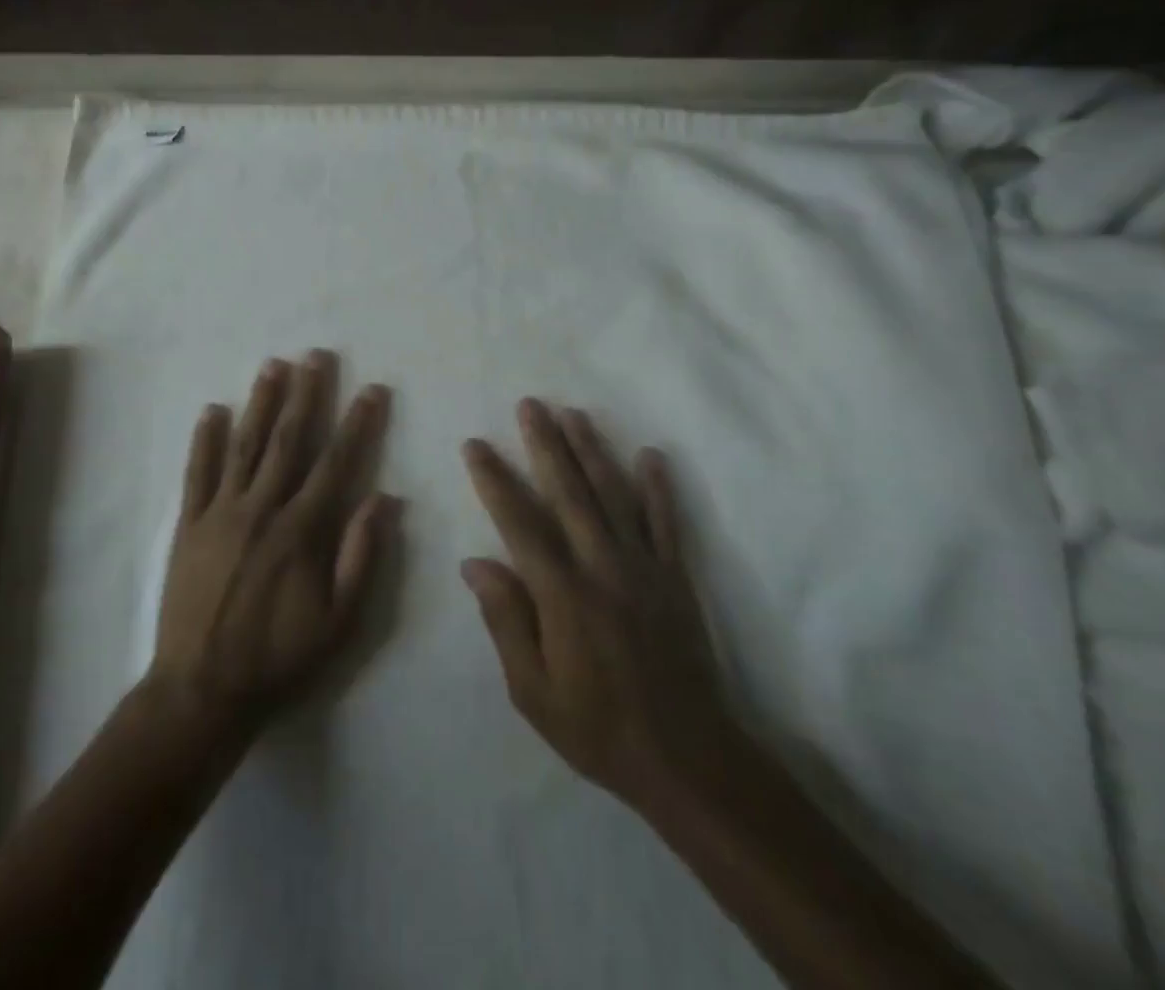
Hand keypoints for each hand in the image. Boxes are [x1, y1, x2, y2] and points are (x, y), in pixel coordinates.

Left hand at [151, 351, 396, 735]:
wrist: (202, 690)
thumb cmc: (279, 656)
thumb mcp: (338, 620)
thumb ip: (361, 555)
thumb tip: (385, 497)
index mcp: (301, 529)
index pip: (336, 462)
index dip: (357, 423)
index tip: (372, 390)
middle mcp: (261, 508)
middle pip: (287, 440)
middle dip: (306, 394)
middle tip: (316, 356)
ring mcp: (220, 513)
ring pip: (243, 445)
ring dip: (260, 403)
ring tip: (273, 365)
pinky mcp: (188, 525)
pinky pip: (197, 474)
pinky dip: (204, 440)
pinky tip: (211, 410)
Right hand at [460, 400, 738, 812]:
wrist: (688, 761)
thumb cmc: (598, 729)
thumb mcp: (533, 691)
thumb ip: (505, 621)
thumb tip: (475, 562)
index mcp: (562, 593)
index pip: (519, 522)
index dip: (494, 480)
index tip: (475, 445)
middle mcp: (602, 566)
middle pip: (569, 492)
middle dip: (546, 444)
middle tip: (530, 404)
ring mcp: (643, 567)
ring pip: (613, 495)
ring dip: (592, 450)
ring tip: (573, 413)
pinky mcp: (675, 578)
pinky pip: (665, 522)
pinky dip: (658, 487)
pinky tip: (649, 455)